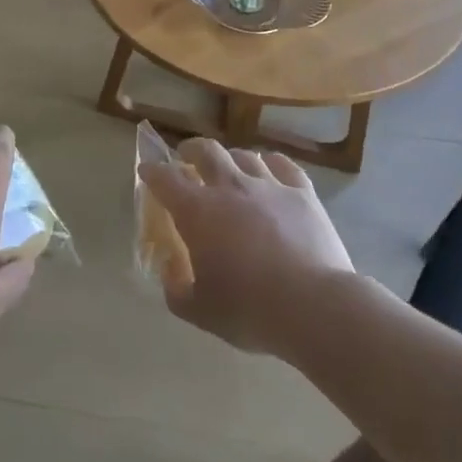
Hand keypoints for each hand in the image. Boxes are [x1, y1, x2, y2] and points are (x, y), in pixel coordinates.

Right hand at [141, 138, 353, 356]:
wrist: (315, 307)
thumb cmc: (250, 309)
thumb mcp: (199, 311)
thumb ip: (175, 288)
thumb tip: (170, 268)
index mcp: (197, 211)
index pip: (165, 179)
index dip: (152, 172)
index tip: (147, 171)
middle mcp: (230, 187)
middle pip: (206, 151)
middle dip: (191, 150)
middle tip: (186, 157)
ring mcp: (270, 186)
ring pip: (244, 155)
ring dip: (230, 158)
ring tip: (229, 166)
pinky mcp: (303, 194)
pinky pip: (284, 165)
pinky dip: (270, 163)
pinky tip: (269, 168)